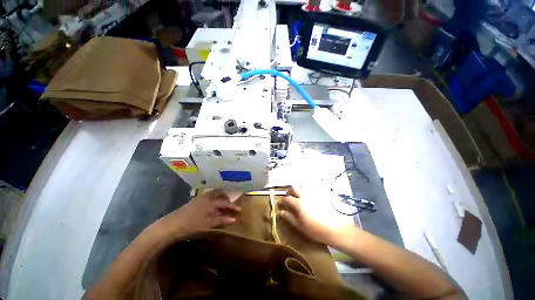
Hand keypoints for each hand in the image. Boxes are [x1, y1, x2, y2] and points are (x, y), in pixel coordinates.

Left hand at [160, 189, 241, 234]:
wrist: (172, 224)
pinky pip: (210, 195)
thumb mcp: (208, 223)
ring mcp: (201, 196)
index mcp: (211, 201)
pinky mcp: (196, 198)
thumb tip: (234, 218)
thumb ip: (222, 220)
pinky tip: (213, 205)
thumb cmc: (191, 224)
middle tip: (231, 205)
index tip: (240, 209)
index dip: (233, 206)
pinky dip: (215, 198)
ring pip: (215, 193)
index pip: (226, 202)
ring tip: (224, 203)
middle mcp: (208, 196)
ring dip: (221, 197)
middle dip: (227, 199)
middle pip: (221, 194)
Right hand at [278, 187, 348, 244]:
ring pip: (301, 189)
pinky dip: (304, 195)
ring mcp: (312, 195)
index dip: (282, 201)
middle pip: (293, 188)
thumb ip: (289, 217)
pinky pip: (308, 193)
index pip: (286, 198)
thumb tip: (281, 212)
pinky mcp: (318, 197)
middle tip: (288, 199)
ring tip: (297, 202)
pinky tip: (307, 204)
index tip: (280, 205)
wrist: (334, 229)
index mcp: (298, 203)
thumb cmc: (315, 229)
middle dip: (288, 192)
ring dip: (296, 193)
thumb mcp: (300, 225)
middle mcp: (304, 196)